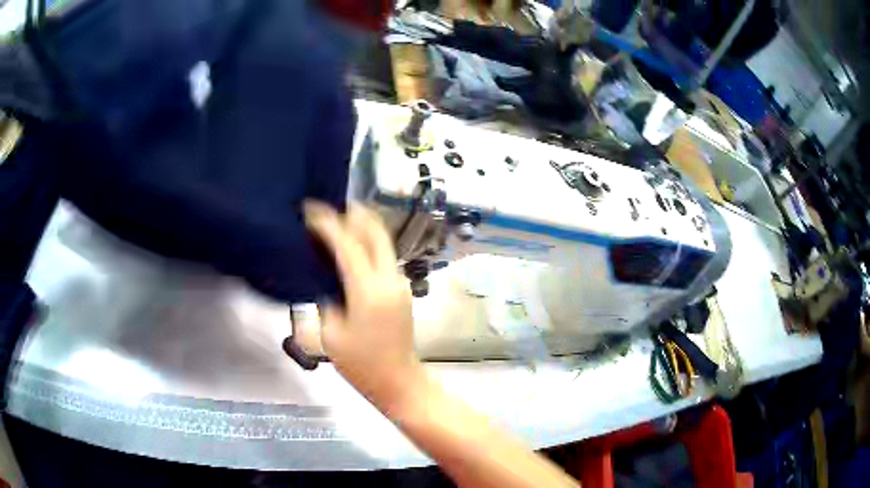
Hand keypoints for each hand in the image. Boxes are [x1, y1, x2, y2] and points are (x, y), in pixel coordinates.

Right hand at [304, 200, 422, 411]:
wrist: (398, 381)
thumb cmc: (360, 364)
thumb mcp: (331, 332)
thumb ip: (326, 297)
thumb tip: (323, 273)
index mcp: (368, 290)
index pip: (348, 244)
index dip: (327, 223)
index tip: (309, 210)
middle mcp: (389, 278)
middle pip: (375, 231)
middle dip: (352, 214)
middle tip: (327, 207)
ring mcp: (400, 282)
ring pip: (383, 241)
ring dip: (361, 226)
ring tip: (336, 221)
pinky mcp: (402, 288)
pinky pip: (384, 255)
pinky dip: (368, 243)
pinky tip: (351, 245)